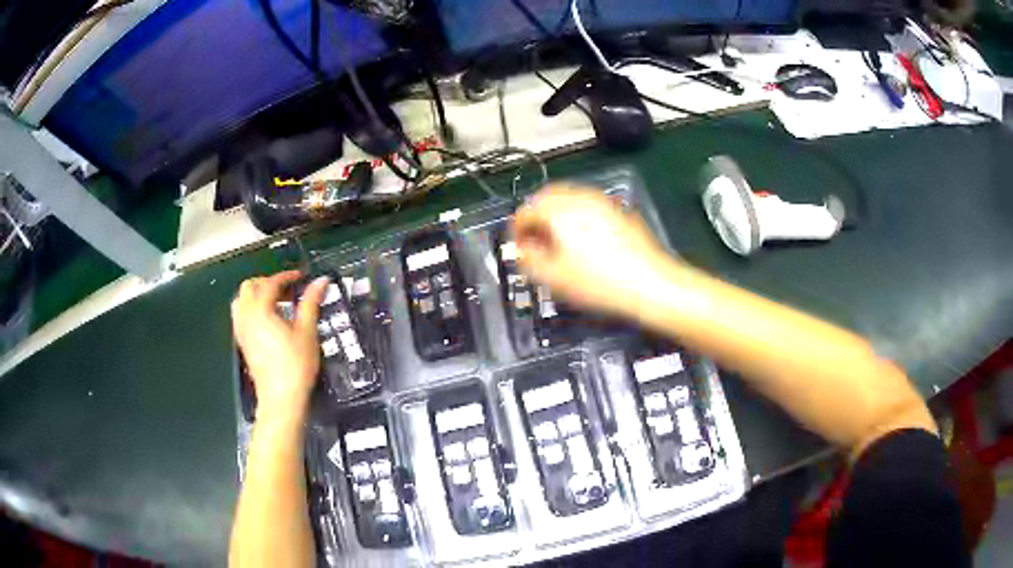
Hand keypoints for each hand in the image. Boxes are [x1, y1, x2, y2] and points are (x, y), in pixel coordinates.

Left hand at [231, 270, 329, 422]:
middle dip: (268, 282)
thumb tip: (321, 280)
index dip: (287, 276)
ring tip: (276, 302)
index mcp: (260, 310)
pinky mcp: (242, 343)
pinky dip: (252, 309)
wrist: (281, 399)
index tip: (302, 276)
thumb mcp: (307, 332)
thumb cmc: (296, 365)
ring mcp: (241, 330)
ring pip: (241, 300)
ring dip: (256, 295)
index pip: (270, 283)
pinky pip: (241, 315)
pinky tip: (268, 320)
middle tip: (288, 289)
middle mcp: (246, 316)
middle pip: (249, 287)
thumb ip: (311, 302)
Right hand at [512, 184, 673, 316]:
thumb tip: (521, 249)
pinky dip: (577, 217)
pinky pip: (588, 206)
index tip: (519, 249)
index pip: (526, 211)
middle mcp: (579, 198)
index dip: (516, 230)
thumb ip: (528, 260)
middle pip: (546, 197)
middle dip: (536, 217)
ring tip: (557, 243)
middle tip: (534, 243)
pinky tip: (583, 242)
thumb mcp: (554, 277)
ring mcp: (602, 202)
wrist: (650, 284)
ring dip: (556, 216)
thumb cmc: (599, 282)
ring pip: (569, 199)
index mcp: (559, 210)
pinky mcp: (619, 211)